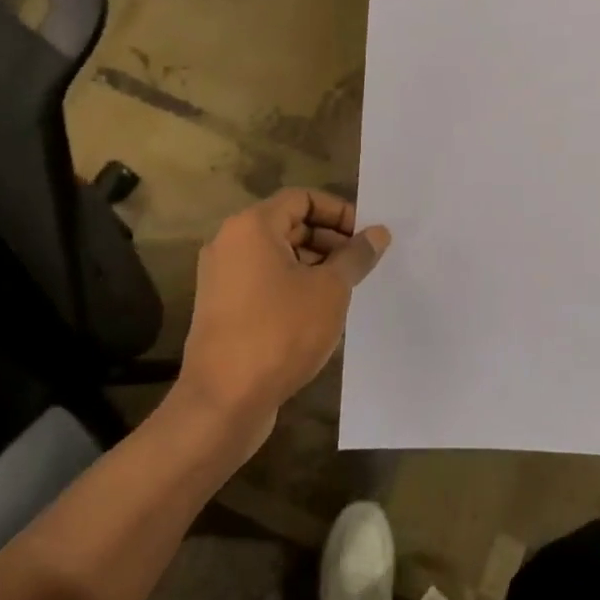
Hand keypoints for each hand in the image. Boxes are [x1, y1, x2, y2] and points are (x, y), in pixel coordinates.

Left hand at [173, 189, 389, 451]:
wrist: (223, 401)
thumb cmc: (280, 332)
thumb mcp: (330, 290)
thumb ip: (355, 256)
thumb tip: (378, 233)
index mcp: (252, 227)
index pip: (302, 198)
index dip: (339, 211)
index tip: (366, 236)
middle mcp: (230, 243)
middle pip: (289, 224)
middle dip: (330, 240)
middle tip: (362, 264)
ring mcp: (222, 277)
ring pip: (278, 255)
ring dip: (315, 264)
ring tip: (347, 289)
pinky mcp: (222, 308)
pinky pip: (265, 281)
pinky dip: (294, 285)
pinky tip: (321, 311)